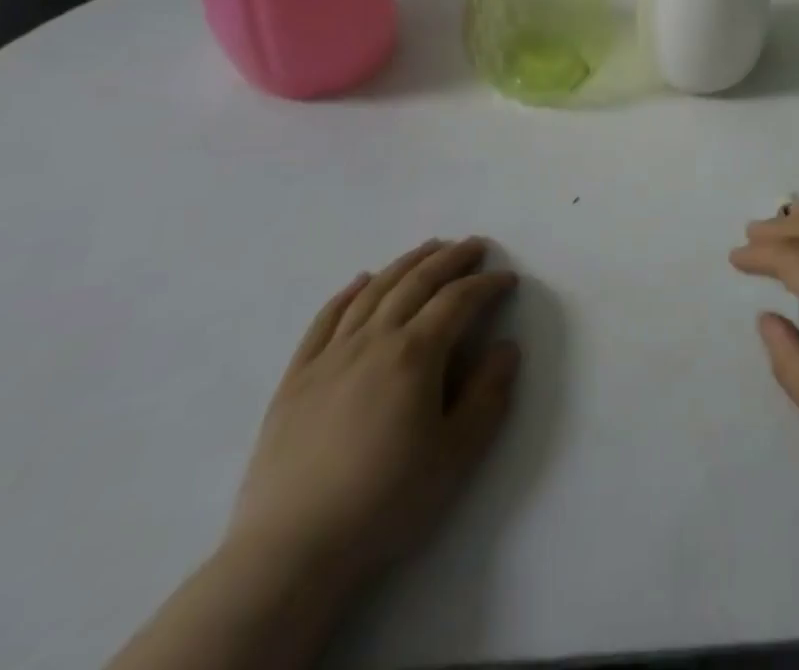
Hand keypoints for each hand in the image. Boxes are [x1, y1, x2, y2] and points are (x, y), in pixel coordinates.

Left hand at [225, 239, 519, 592]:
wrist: (290, 552)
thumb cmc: (385, 501)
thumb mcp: (457, 454)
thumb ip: (489, 394)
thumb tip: (506, 347)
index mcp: (415, 354)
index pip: (459, 301)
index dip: (487, 284)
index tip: (507, 280)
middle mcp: (373, 340)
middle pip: (417, 282)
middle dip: (451, 259)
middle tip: (474, 245)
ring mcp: (330, 356)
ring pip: (373, 291)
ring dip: (406, 263)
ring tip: (429, 248)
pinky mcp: (296, 378)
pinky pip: (325, 319)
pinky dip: (347, 293)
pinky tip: (361, 281)